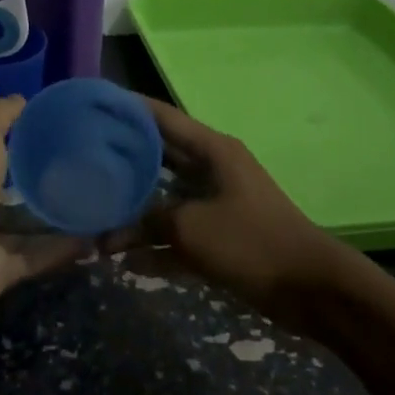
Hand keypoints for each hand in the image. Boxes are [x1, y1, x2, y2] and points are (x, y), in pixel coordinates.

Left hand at [0, 97, 84, 337]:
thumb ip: (0, 116)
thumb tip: (22, 98)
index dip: (25, 138)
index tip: (63, 130)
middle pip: (14, 190)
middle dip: (46, 180)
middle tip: (89, 168)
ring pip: (28, 226)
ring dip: (58, 217)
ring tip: (100, 204)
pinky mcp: (1, 272)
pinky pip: (37, 257)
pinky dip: (62, 250)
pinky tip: (94, 239)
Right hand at [107, 97, 352, 323]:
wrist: (312, 289)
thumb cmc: (251, 242)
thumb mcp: (191, 227)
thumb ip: (146, 223)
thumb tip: (107, 235)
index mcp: (211, 150)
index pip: (160, 117)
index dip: (126, 109)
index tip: (91, 106)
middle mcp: (212, 169)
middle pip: (159, 156)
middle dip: (123, 159)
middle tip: (82, 158)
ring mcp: (216, 204)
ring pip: (166, 198)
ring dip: (135, 210)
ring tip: (94, 211)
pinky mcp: (220, 237)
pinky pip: (178, 234)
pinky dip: (155, 245)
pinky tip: (124, 260)